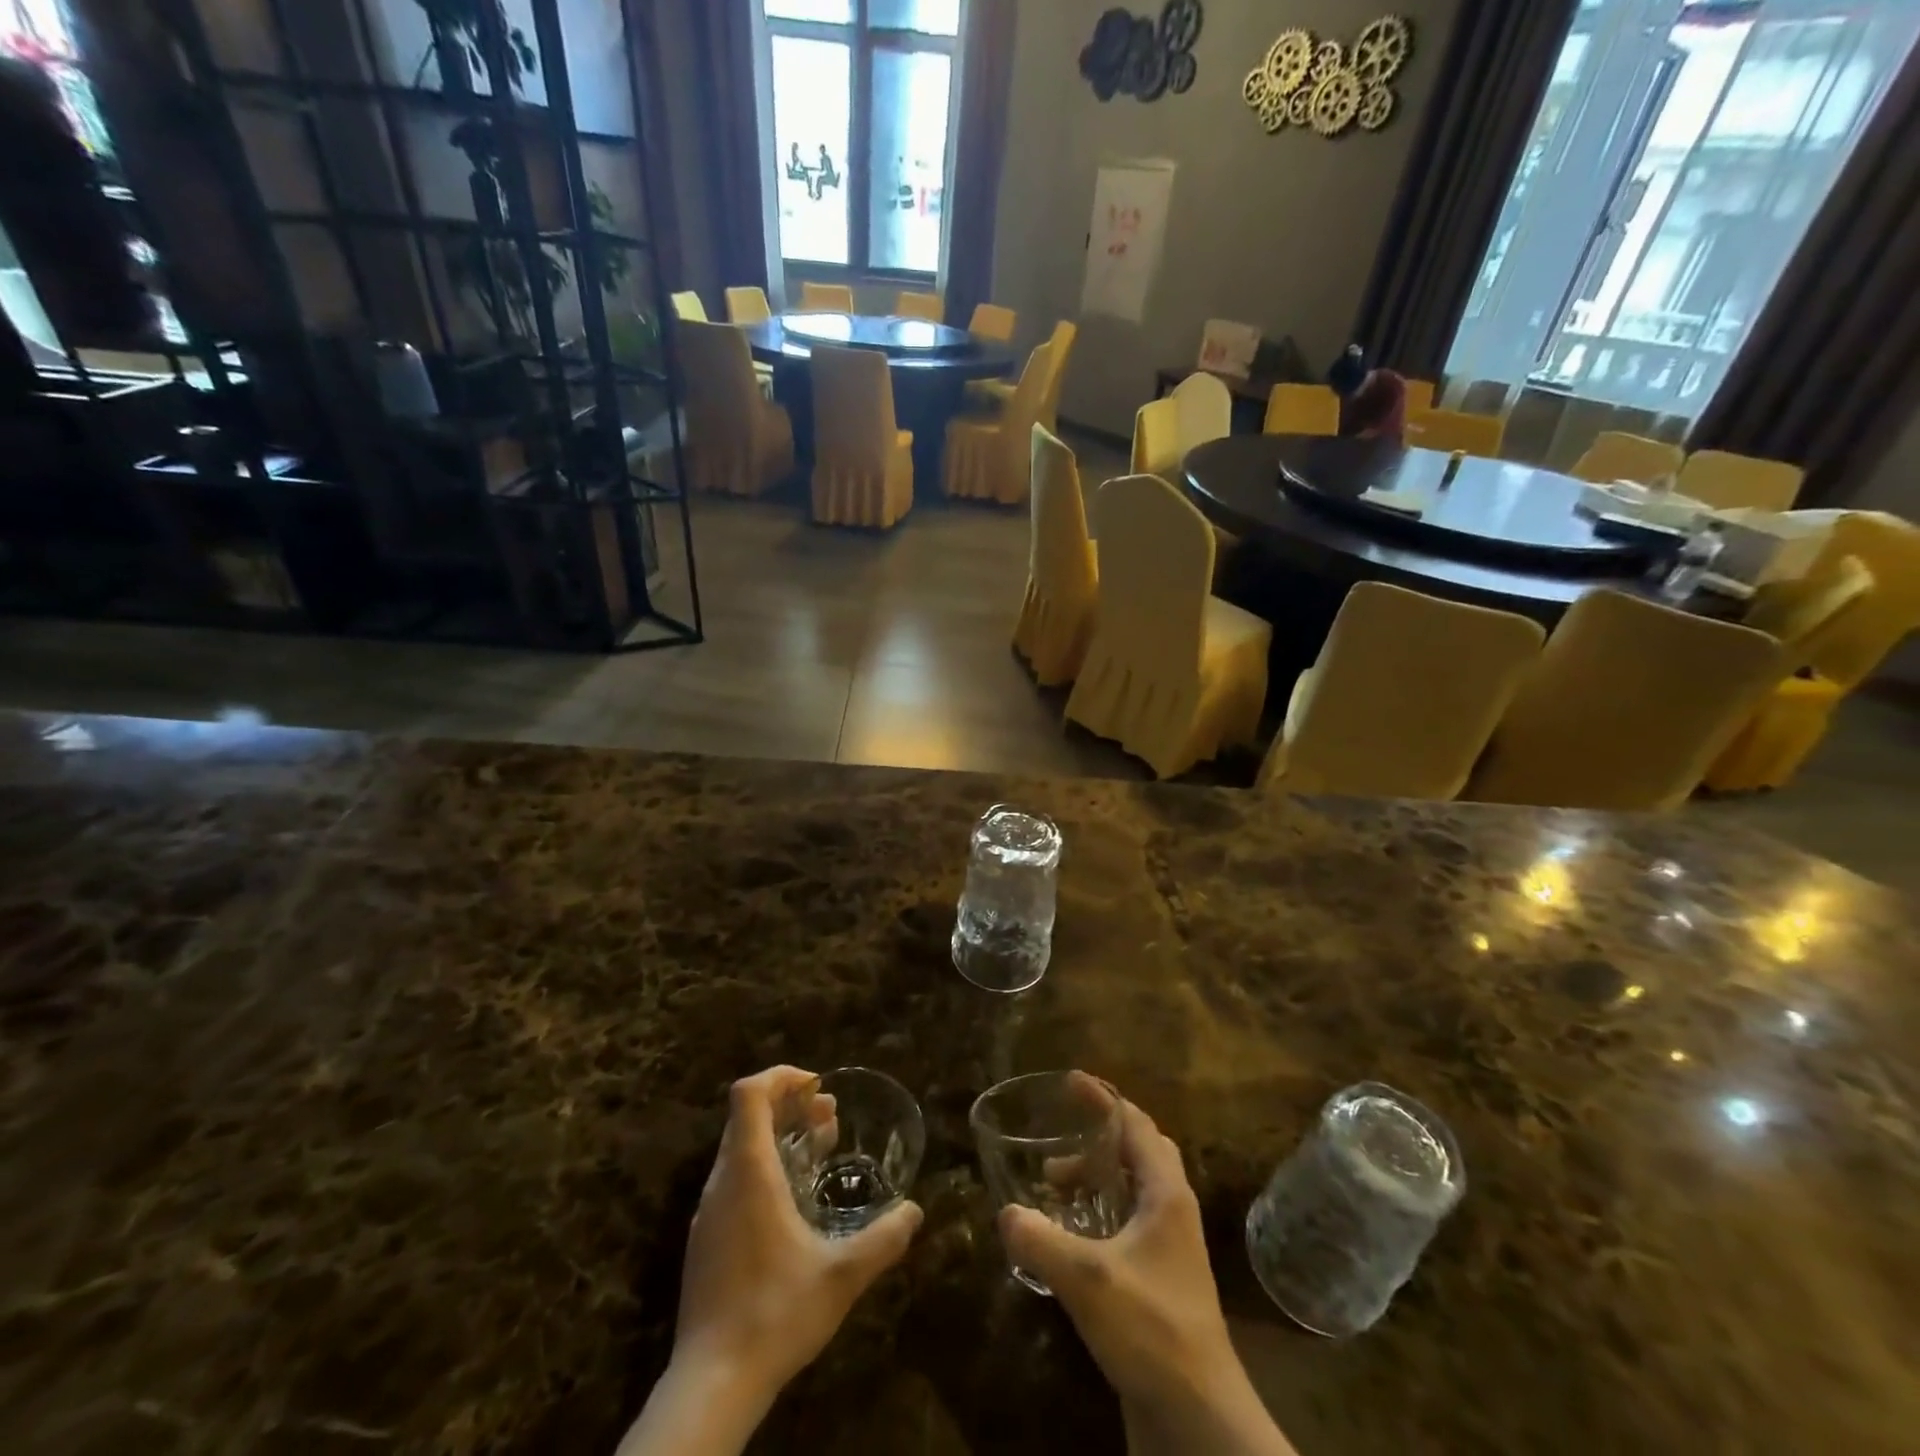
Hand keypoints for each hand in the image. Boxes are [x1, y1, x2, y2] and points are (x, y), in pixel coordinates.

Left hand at [675, 1066, 922, 1397]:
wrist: (710, 1385)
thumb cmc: (774, 1314)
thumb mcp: (841, 1276)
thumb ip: (883, 1239)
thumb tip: (915, 1210)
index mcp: (748, 1172)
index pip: (749, 1093)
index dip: (782, 1077)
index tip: (818, 1087)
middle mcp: (722, 1181)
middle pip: (747, 1115)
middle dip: (789, 1105)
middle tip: (829, 1116)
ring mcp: (709, 1211)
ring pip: (740, 1147)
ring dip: (779, 1135)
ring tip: (820, 1148)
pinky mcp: (706, 1238)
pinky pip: (734, 1177)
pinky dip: (765, 1165)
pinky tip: (795, 1199)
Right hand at [998, 1101, 1295, 1455]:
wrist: (1199, 1417)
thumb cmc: (1151, 1329)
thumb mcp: (1087, 1279)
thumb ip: (1041, 1239)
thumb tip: (1006, 1212)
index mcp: (1165, 1192)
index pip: (1134, 1123)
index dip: (1102, 1099)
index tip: (1069, 1082)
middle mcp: (1172, 1209)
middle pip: (1139, 1148)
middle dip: (1098, 1134)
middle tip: (1061, 1131)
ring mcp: (1170, 1246)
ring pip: (1133, 1187)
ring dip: (1096, 1175)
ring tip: (1053, 1184)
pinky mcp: (1161, 1278)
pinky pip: (1129, 1221)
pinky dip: (1100, 1210)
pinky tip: (1069, 1233)